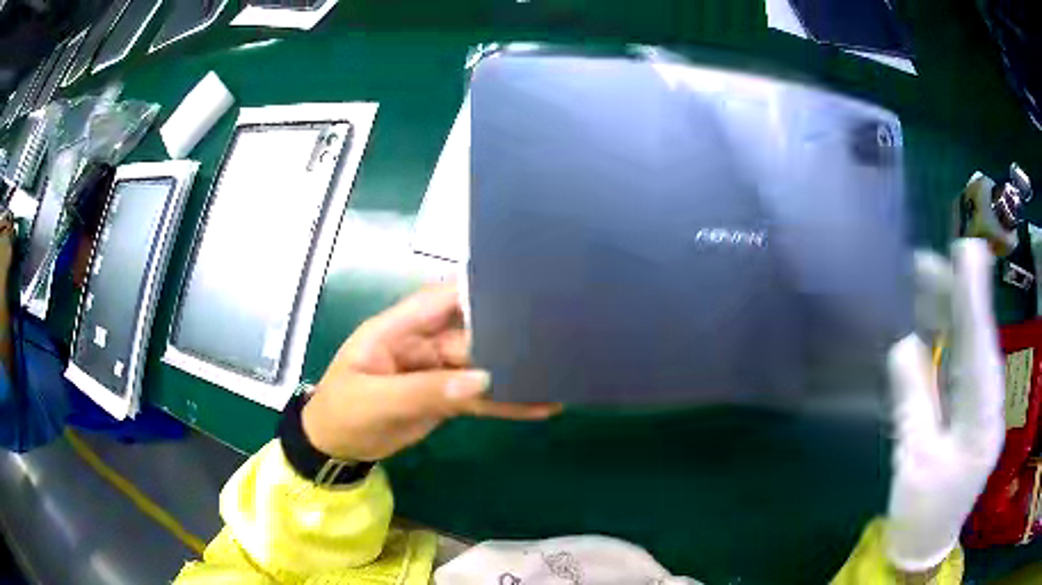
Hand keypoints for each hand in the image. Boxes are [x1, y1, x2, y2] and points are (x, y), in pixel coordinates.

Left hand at [302, 282, 561, 461]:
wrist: (335, 448)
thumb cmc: (343, 414)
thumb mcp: (376, 401)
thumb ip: (426, 391)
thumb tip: (483, 380)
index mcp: (396, 329)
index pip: (441, 299)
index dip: (477, 289)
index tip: (520, 288)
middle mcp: (420, 343)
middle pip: (469, 332)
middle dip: (507, 332)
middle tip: (554, 334)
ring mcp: (435, 371)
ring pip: (480, 365)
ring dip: (512, 370)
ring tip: (557, 371)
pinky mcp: (444, 397)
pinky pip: (479, 396)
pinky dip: (505, 401)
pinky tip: (539, 404)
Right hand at [885, 239, 1004, 571]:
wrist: (926, 545)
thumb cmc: (920, 513)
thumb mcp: (915, 464)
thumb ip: (913, 403)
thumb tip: (905, 344)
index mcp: (982, 423)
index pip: (980, 351)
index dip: (974, 300)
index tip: (966, 251)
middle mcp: (989, 405)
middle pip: (978, 341)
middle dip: (959, 298)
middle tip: (928, 260)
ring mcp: (982, 407)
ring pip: (971, 348)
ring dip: (952, 313)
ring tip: (926, 276)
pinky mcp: (971, 410)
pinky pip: (962, 365)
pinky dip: (949, 339)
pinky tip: (934, 320)